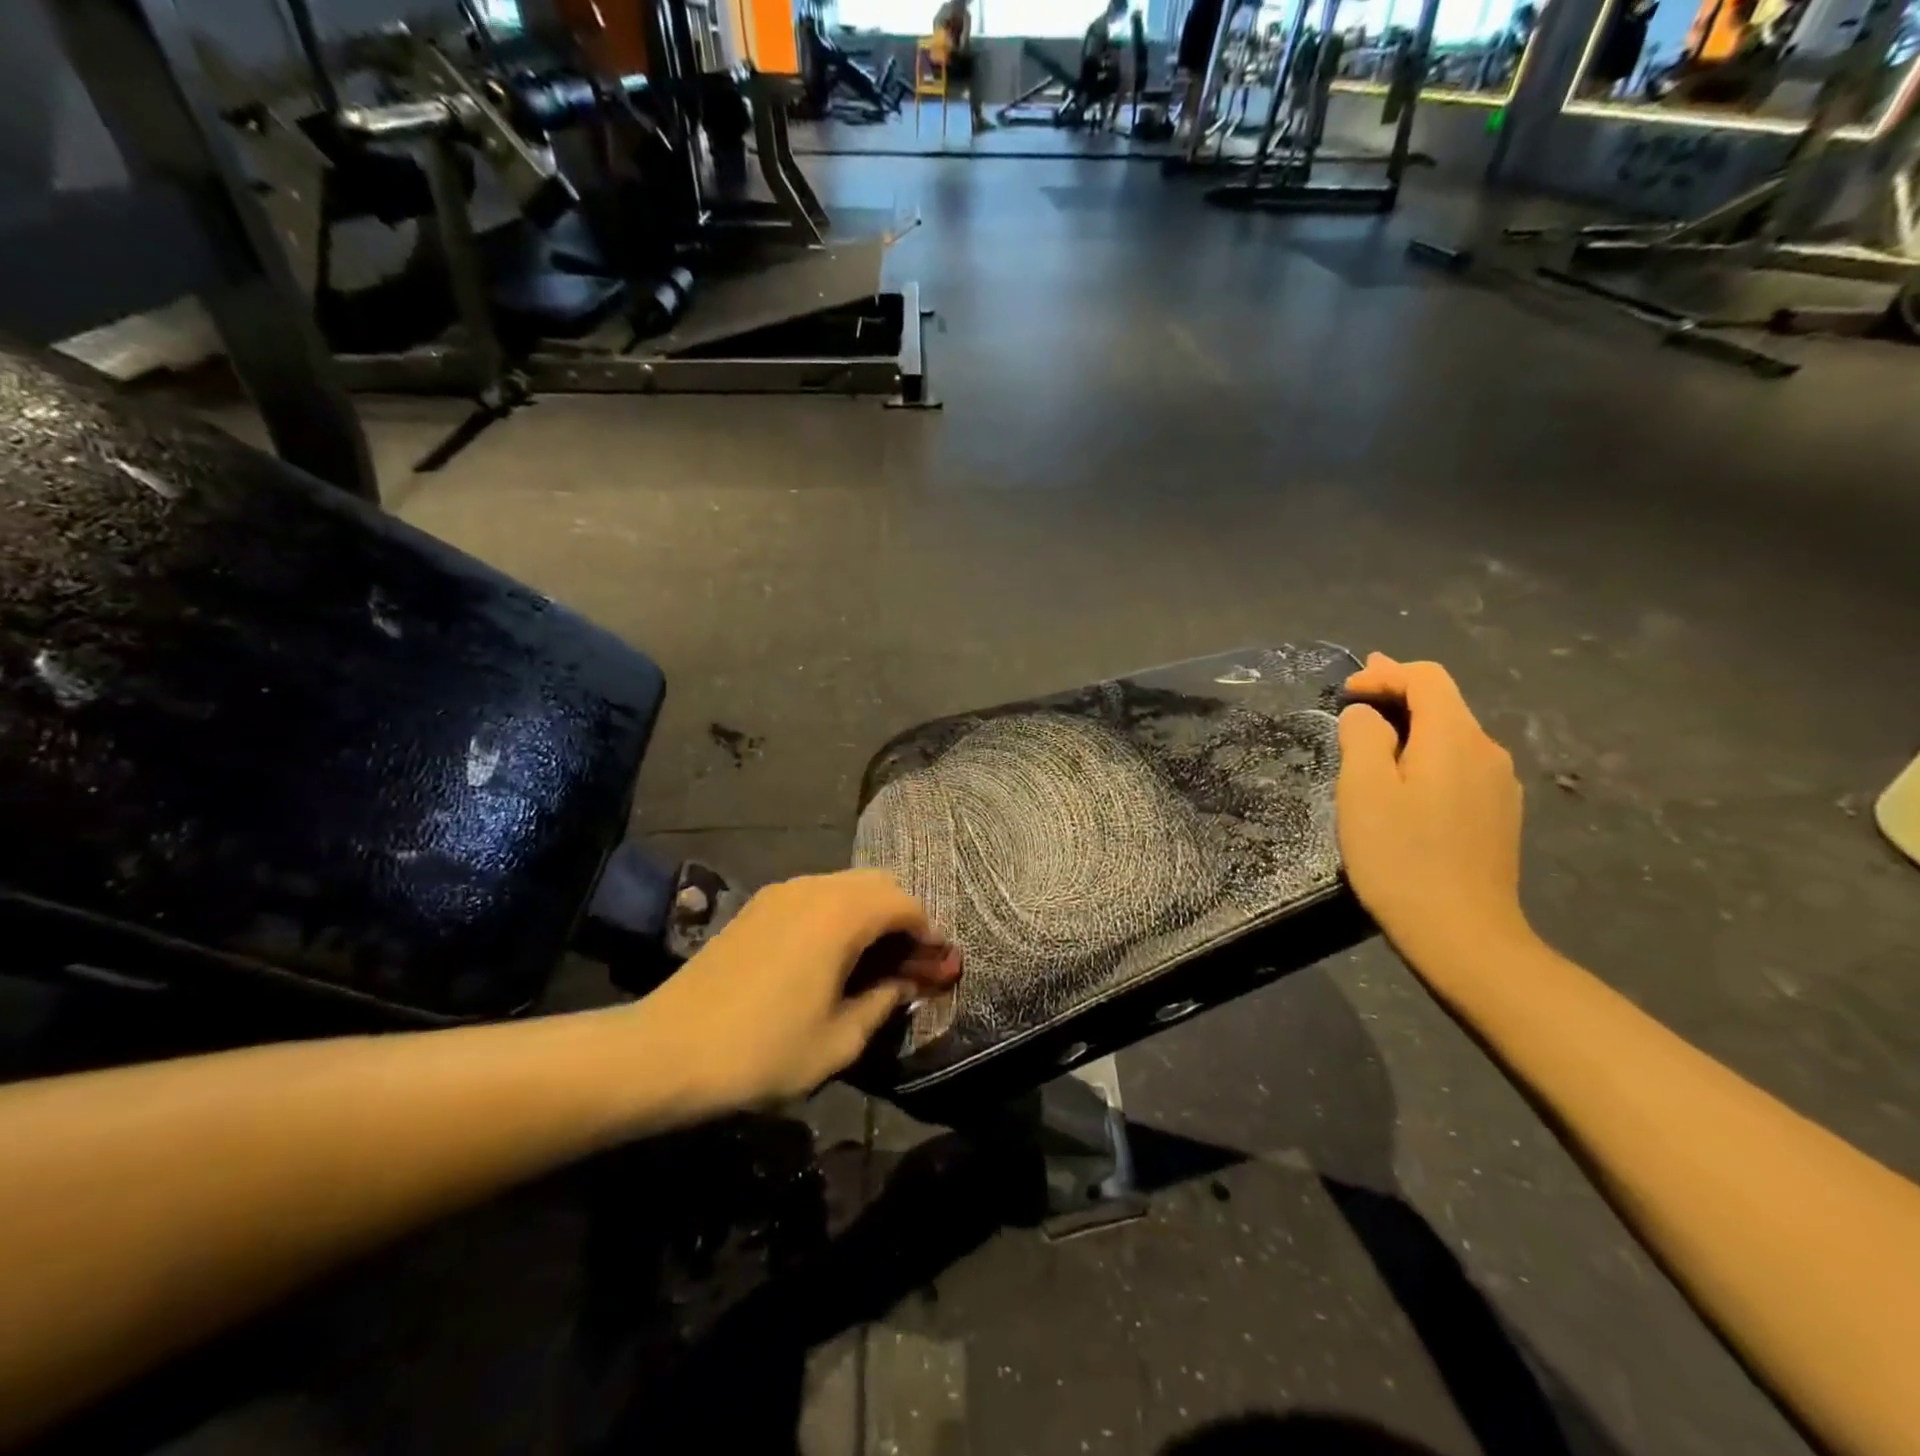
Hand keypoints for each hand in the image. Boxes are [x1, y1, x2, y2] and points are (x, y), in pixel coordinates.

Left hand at [634, 870, 960, 1111]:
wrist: (666, 1050)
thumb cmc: (762, 1050)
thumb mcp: (838, 1040)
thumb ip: (884, 1002)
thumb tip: (907, 984)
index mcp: (841, 913)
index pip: (905, 904)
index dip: (929, 935)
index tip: (938, 968)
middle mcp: (815, 888)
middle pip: (878, 885)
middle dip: (903, 919)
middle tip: (910, 965)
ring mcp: (781, 892)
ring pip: (846, 887)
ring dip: (871, 915)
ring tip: (874, 963)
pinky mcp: (757, 906)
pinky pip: (815, 896)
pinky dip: (838, 915)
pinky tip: (831, 957)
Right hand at [1336, 654, 1530, 963]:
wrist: (1462, 933)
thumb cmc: (1401, 857)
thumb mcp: (1363, 790)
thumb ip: (1362, 738)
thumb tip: (1366, 715)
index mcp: (1454, 738)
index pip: (1426, 678)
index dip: (1385, 673)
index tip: (1347, 689)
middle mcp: (1487, 752)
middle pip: (1444, 703)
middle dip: (1399, 693)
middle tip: (1358, 695)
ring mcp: (1499, 786)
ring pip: (1452, 736)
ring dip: (1413, 726)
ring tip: (1375, 737)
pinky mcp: (1498, 815)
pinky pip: (1460, 765)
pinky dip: (1428, 755)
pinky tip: (1406, 780)